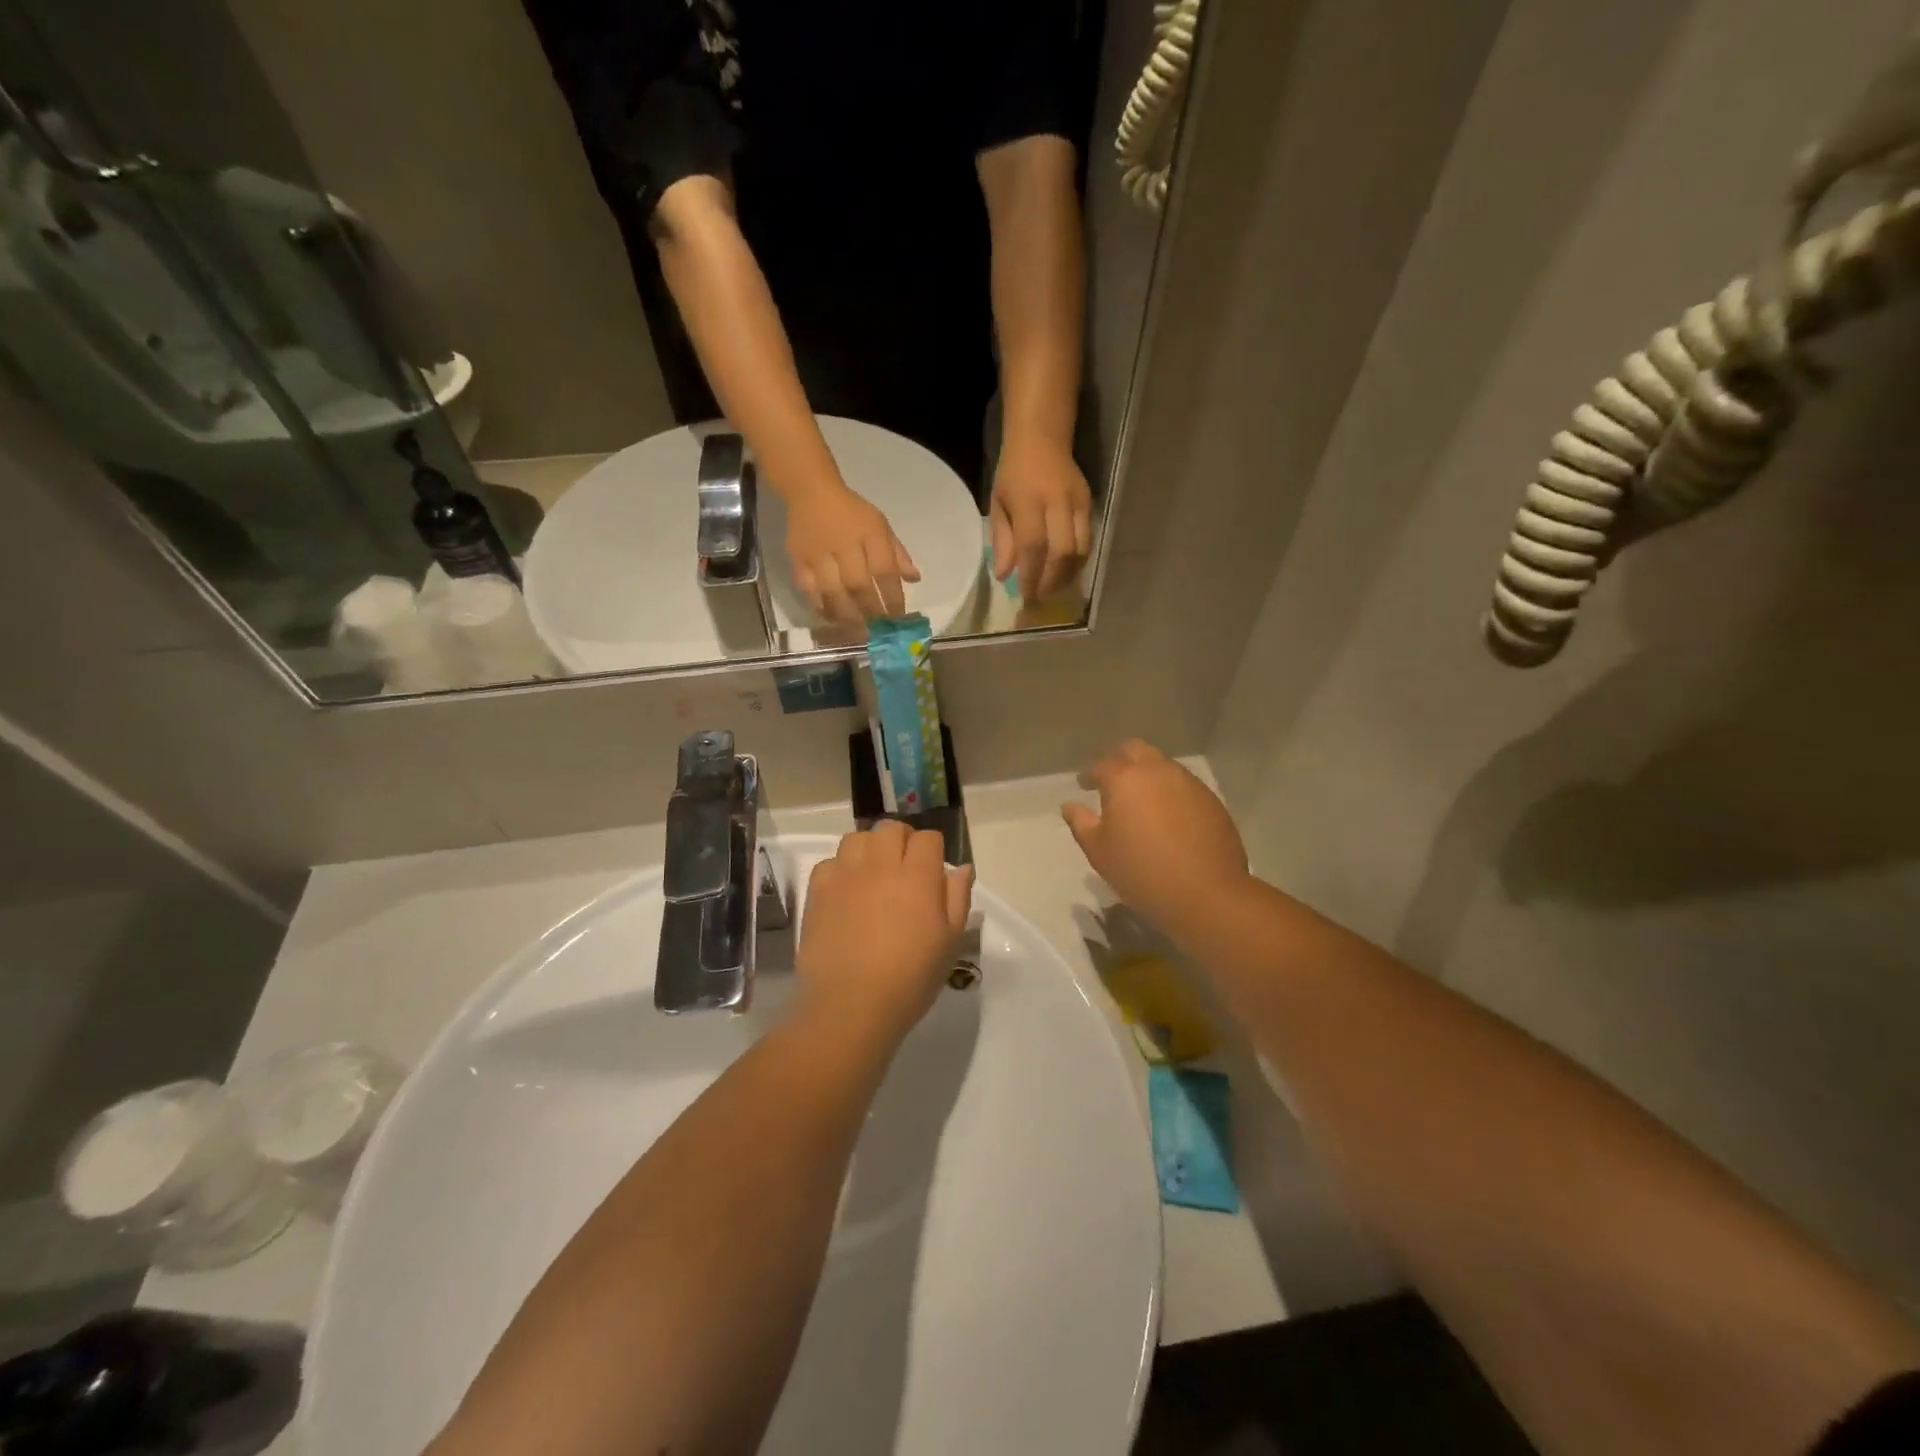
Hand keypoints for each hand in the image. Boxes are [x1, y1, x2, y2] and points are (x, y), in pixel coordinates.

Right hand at [784, 485, 919, 624]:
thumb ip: (897, 553)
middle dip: (871, 612)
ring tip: (858, 630)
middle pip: (858, 586)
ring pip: (833, 592)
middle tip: (879, 631)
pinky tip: (833, 618)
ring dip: (848, 615)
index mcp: (869, 532)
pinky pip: (808, 589)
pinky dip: (821, 607)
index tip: (898, 618)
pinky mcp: (797, 560)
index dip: (892, 598)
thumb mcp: (880, 525)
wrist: (810, 492)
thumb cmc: (852, 512)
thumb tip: (914, 579)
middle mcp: (843, 544)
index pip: (884, 570)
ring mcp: (818, 554)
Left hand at [795, 821, 974, 1044]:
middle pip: (891, 828)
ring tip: (873, 875)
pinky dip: (841, 869)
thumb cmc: (910, 979)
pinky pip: (830, 861)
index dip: (933, 851)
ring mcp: (846, 874)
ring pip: (858, 837)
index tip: (933, 873)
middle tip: (904, 870)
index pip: (928, 838)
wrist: (850, 1006)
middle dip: (902, 841)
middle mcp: (881, 865)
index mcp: (918, 876)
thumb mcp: (949, 942)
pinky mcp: (818, 890)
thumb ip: (958, 898)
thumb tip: (961, 867)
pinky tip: (847, 892)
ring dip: (869, 848)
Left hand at [990, 439, 1091, 602]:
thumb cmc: (1014, 473)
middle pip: (1062, 552)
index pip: (1033, 546)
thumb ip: (1002, 540)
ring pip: (1080, 549)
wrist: (1042, 438)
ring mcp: (1077, 503)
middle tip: (1042, 597)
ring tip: (1055, 588)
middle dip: (1052, 580)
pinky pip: (1088, 540)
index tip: (1026, 595)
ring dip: (1068, 575)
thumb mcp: (998, 504)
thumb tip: (1005, 576)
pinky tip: (1066, 571)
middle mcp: (1056, 502)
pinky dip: (1078, 561)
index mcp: (1028, 501)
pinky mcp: (1090, 503)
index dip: (1031, 575)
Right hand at [1061, 740, 1250, 940]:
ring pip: (1163, 765)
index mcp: (1125, 779)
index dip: (1090, 774)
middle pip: (1135, 750)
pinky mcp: (1211, 800)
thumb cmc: (1141, 872)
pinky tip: (1168, 815)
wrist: (1205, 894)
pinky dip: (1170, 792)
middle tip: (1112, 779)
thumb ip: (1081, 823)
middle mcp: (1158, 771)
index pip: (1102, 765)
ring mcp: (1189, 783)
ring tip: (1141, 799)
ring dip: (1148, 774)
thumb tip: (1070, 806)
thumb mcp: (1099, 851)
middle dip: (1120, 759)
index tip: (1084, 784)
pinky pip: (1184, 785)